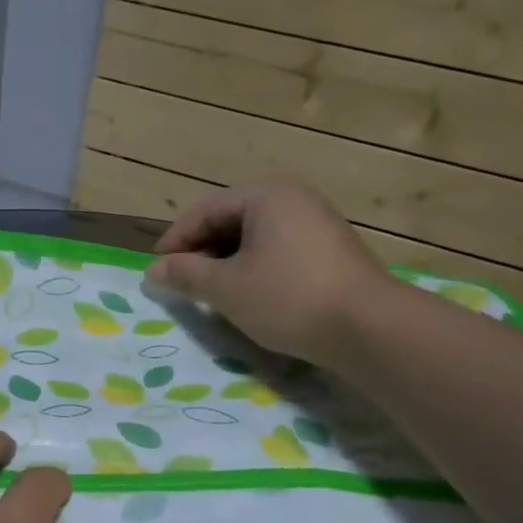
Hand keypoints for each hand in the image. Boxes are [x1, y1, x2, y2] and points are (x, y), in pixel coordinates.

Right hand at [145, 176, 392, 362]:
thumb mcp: (225, 288)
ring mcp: (316, 222)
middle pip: (230, 220)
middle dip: (200, 251)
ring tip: (210, 292)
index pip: (204, 211)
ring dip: (225, 262)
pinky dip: (253, 268)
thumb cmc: (287, 297)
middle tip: (181, 283)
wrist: (368, 327)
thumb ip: (185, 274)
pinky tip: (247, 295)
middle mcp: (293, 198)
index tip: (156, 270)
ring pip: (254, 237)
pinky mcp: (330, 249)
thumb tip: (153, 270)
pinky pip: (277, 249)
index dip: (175, 240)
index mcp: (265, 195)